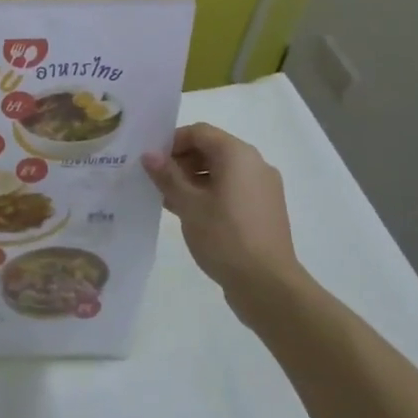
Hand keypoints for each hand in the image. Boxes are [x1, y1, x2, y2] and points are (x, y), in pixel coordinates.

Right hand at [142, 124, 305, 309]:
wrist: (268, 285)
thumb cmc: (225, 237)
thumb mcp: (188, 204)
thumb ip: (167, 175)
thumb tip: (149, 155)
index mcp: (238, 155)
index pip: (200, 132)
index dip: (172, 141)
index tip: (152, 161)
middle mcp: (255, 164)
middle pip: (212, 149)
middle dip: (181, 161)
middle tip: (157, 181)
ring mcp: (263, 188)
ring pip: (221, 171)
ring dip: (193, 179)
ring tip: (169, 200)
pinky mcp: (265, 210)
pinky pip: (232, 190)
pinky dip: (210, 194)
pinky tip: (190, 214)